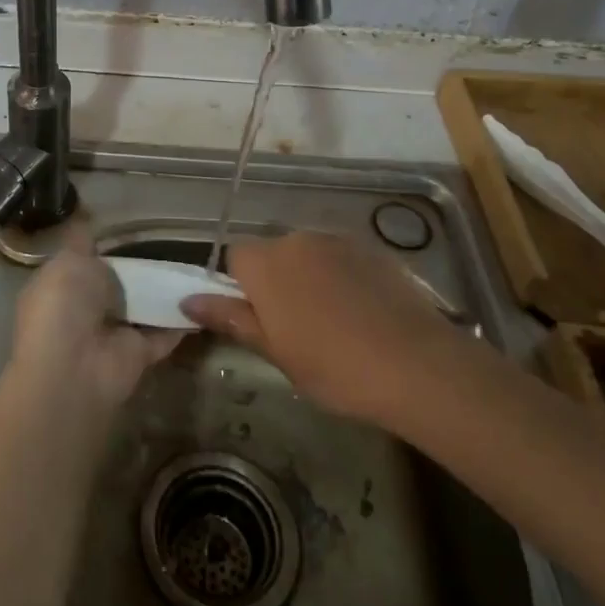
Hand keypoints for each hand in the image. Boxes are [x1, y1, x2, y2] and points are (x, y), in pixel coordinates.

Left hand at [8, 227, 185, 414]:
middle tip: (174, 245)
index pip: (83, 263)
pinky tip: (206, 299)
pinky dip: (183, 320)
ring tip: (195, 266)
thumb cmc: (64, 304)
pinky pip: (164, 332)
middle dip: (139, 269)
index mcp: (59, 286)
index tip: (133, 231)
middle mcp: (84, 311)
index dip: (104, 248)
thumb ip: (83, 242)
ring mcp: (112, 335)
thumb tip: (86, 220)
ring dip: (163, 293)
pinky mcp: (139, 355)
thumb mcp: (69, 260)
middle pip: (116, 286)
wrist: (73, 366)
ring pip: (141, 308)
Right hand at [182, 231, 451, 428]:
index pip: (235, 257)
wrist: (417, 364)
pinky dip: (343, 278)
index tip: (260, 321)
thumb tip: (187, 300)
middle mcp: (297, 239)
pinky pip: (342, 258)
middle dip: (277, 282)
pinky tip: (363, 313)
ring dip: (310, 278)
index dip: (242, 287)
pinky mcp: (373, 249)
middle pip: (273, 253)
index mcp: (266, 263)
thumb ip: (230, 319)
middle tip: (295, 328)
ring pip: (308, 255)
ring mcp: (338, 241)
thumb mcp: (275, 351)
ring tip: (335, 323)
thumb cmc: (334, 366)